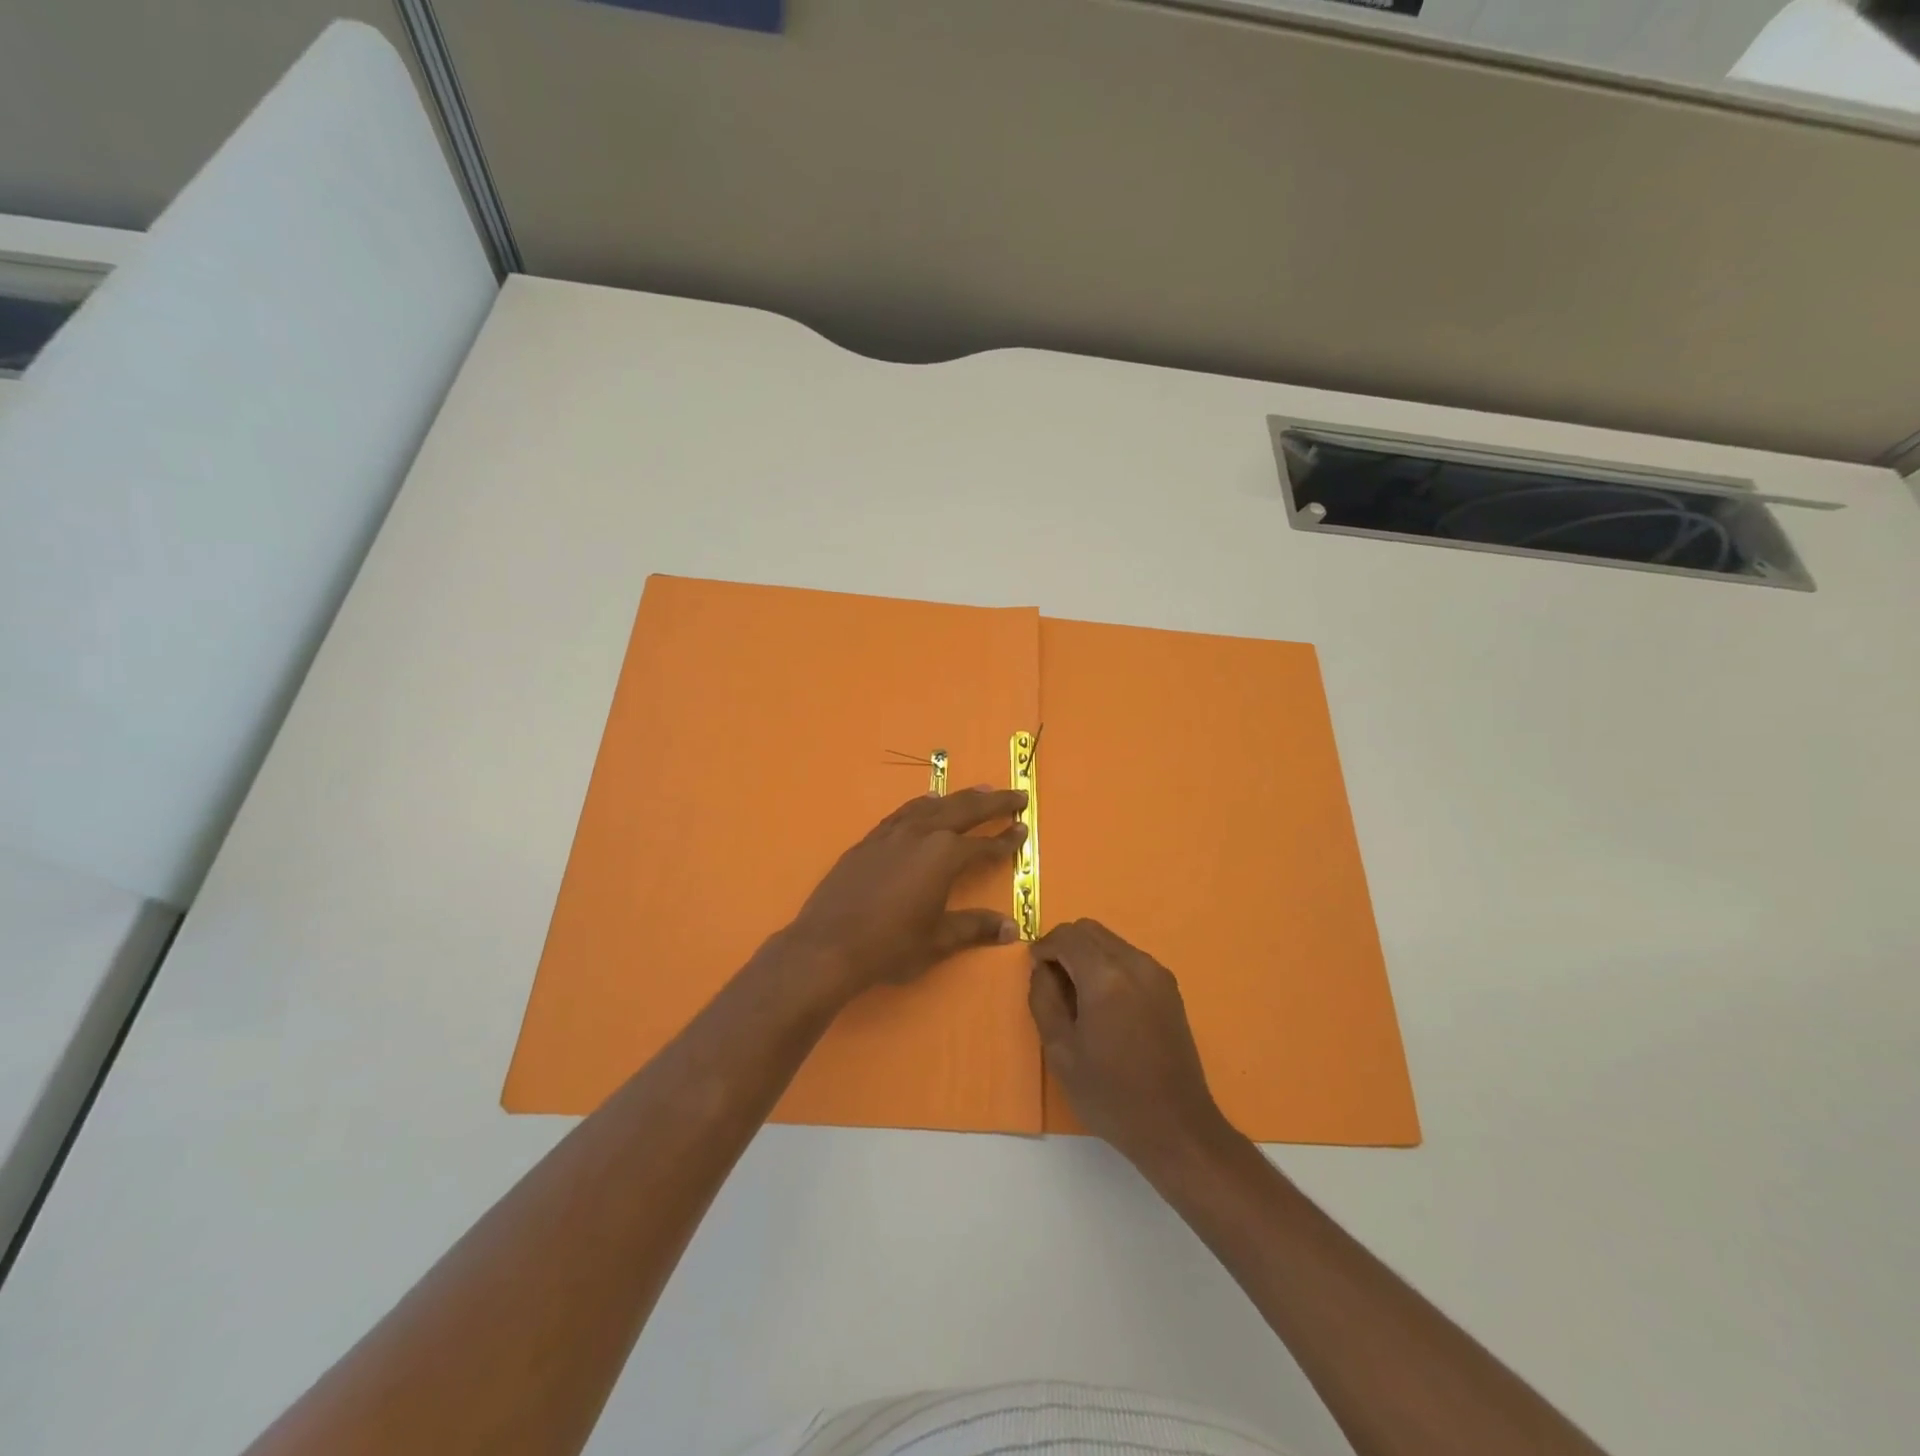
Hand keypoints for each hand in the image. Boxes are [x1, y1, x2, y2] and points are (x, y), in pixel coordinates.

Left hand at [783, 787, 1028, 999]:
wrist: (828, 945)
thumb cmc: (890, 946)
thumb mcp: (939, 940)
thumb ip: (976, 927)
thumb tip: (1012, 928)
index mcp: (943, 856)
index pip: (984, 845)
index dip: (1006, 840)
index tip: (1024, 829)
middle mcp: (920, 835)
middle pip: (964, 810)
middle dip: (993, 802)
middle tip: (1017, 795)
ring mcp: (891, 834)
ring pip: (933, 806)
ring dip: (959, 797)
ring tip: (980, 791)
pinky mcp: (869, 841)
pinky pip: (903, 813)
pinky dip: (922, 805)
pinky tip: (927, 805)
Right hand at [1028, 919, 1232, 1170]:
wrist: (1176, 1127)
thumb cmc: (1111, 1094)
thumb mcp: (1061, 1051)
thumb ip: (1044, 1000)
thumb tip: (1041, 970)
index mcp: (1106, 977)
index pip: (1067, 936)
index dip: (1044, 946)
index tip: (1033, 969)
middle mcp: (1135, 963)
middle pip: (1090, 930)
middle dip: (1065, 945)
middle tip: (1051, 981)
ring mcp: (1157, 974)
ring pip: (1111, 941)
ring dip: (1087, 954)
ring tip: (1077, 995)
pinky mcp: (1169, 988)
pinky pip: (1129, 958)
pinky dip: (1108, 966)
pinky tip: (1104, 1004)